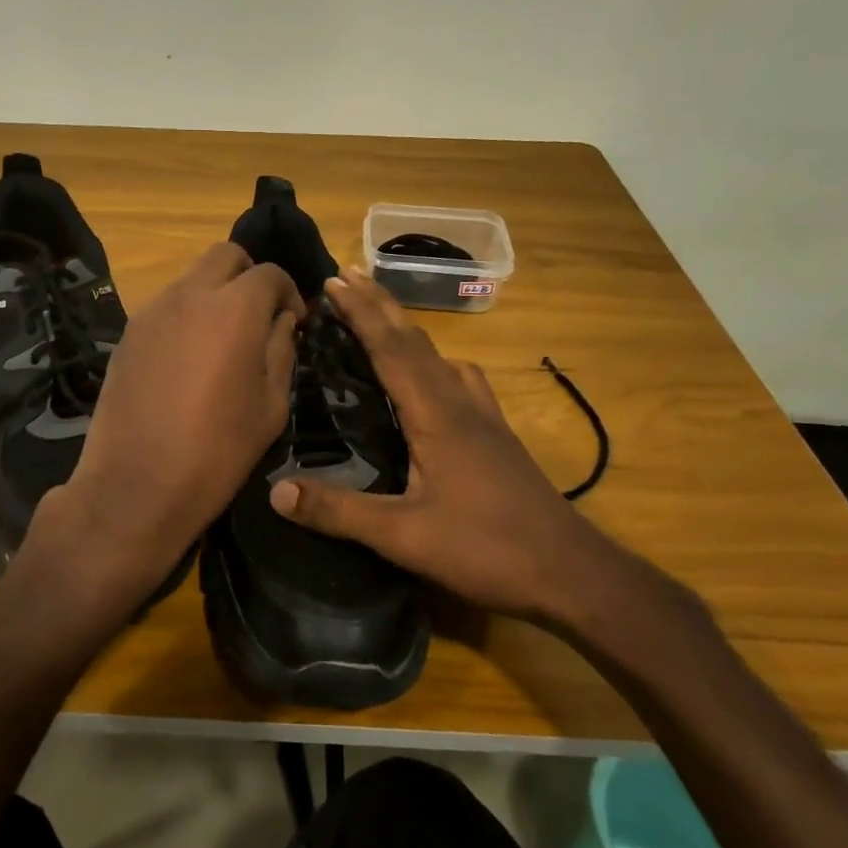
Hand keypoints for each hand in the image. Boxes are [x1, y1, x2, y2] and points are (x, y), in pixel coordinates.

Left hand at [23, 243, 304, 620]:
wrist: (136, 485)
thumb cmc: (217, 451)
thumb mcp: (271, 405)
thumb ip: (282, 350)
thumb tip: (282, 321)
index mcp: (235, 309)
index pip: (270, 273)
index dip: (289, 293)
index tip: (294, 323)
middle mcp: (190, 295)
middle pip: (226, 256)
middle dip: (250, 276)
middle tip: (259, 317)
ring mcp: (152, 311)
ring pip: (192, 277)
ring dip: (216, 293)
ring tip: (222, 340)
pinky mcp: (128, 333)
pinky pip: (167, 305)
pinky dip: (187, 314)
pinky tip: (188, 358)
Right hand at [268, 270, 679, 639]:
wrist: (571, 572)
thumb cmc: (486, 549)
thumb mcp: (404, 536)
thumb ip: (339, 512)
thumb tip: (275, 490)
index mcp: (436, 414)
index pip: (390, 348)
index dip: (360, 312)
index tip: (332, 280)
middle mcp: (462, 402)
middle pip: (415, 340)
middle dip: (379, 304)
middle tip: (348, 275)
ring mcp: (485, 416)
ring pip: (441, 356)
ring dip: (406, 330)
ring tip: (381, 320)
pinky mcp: (497, 434)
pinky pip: (460, 378)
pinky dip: (435, 360)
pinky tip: (434, 378)